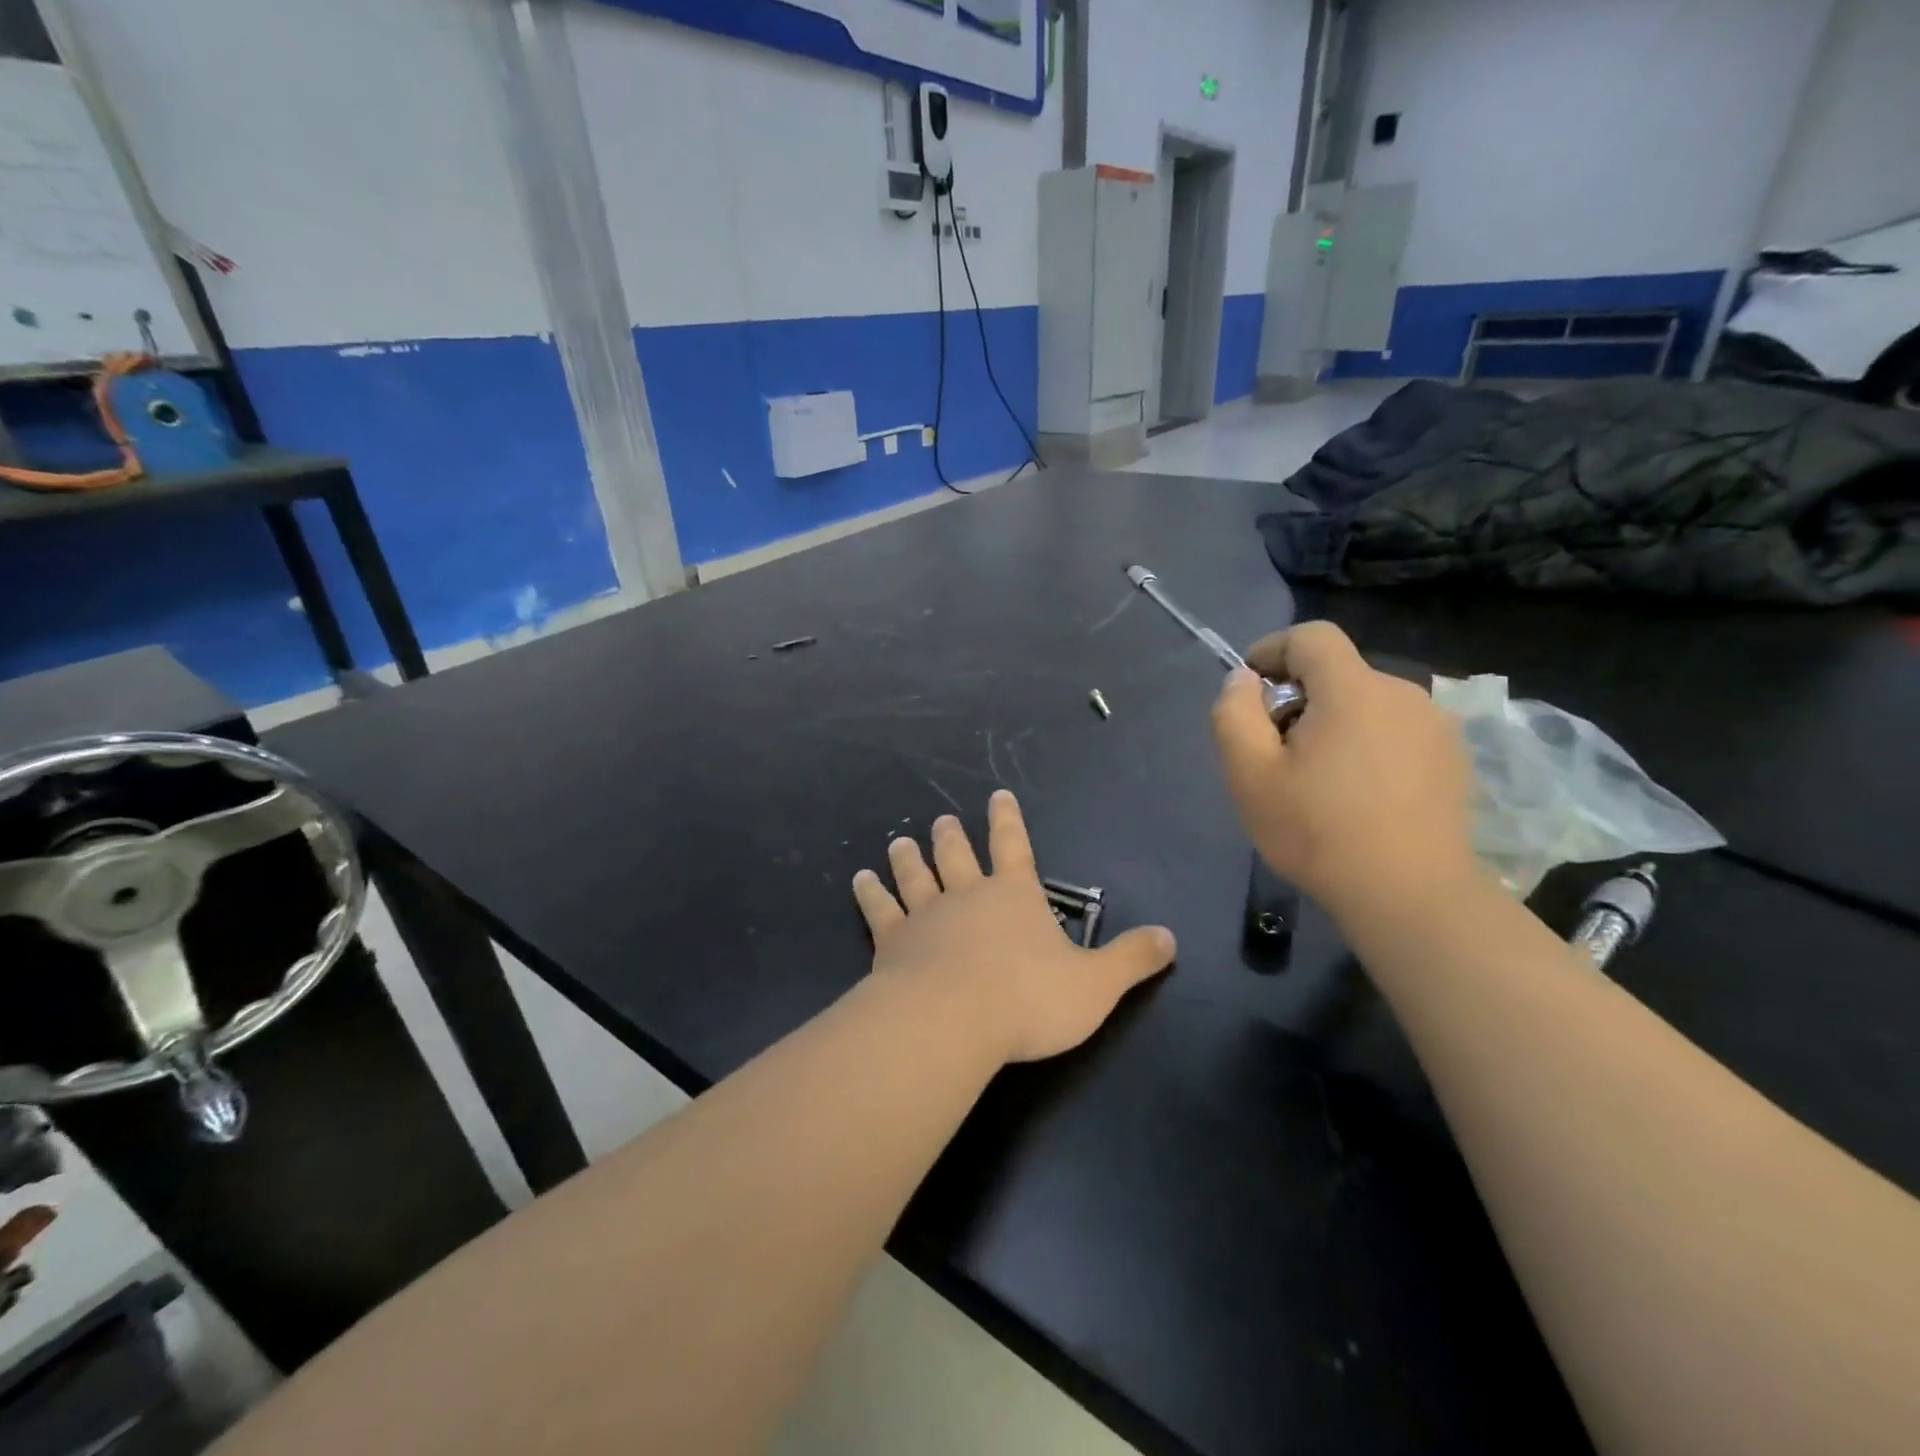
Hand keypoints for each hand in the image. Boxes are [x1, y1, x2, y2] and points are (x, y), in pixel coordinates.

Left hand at [851, 790, 1175, 1064]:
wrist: (953, 1021)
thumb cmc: (1029, 999)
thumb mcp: (1096, 985)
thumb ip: (1132, 960)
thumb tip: (1171, 937)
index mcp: (1014, 896)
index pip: (1014, 847)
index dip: (1008, 821)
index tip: (997, 796)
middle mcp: (967, 895)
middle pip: (957, 855)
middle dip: (951, 837)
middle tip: (940, 820)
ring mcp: (926, 916)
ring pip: (915, 876)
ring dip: (907, 858)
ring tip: (898, 841)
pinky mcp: (892, 942)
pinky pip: (879, 911)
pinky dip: (870, 894)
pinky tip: (860, 880)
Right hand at [1212, 621, 1475, 919]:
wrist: (1410, 896)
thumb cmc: (1318, 831)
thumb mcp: (1249, 774)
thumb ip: (1234, 713)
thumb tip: (1244, 680)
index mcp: (1353, 689)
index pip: (1311, 636)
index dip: (1272, 650)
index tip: (1251, 692)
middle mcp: (1403, 693)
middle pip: (1338, 673)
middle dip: (1299, 698)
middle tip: (1276, 753)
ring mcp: (1435, 727)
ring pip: (1367, 704)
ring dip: (1334, 724)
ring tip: (1318, 781)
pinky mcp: (1452, 759)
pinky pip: (1396, 732)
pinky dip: (1368, 746)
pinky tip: (1359, 797)